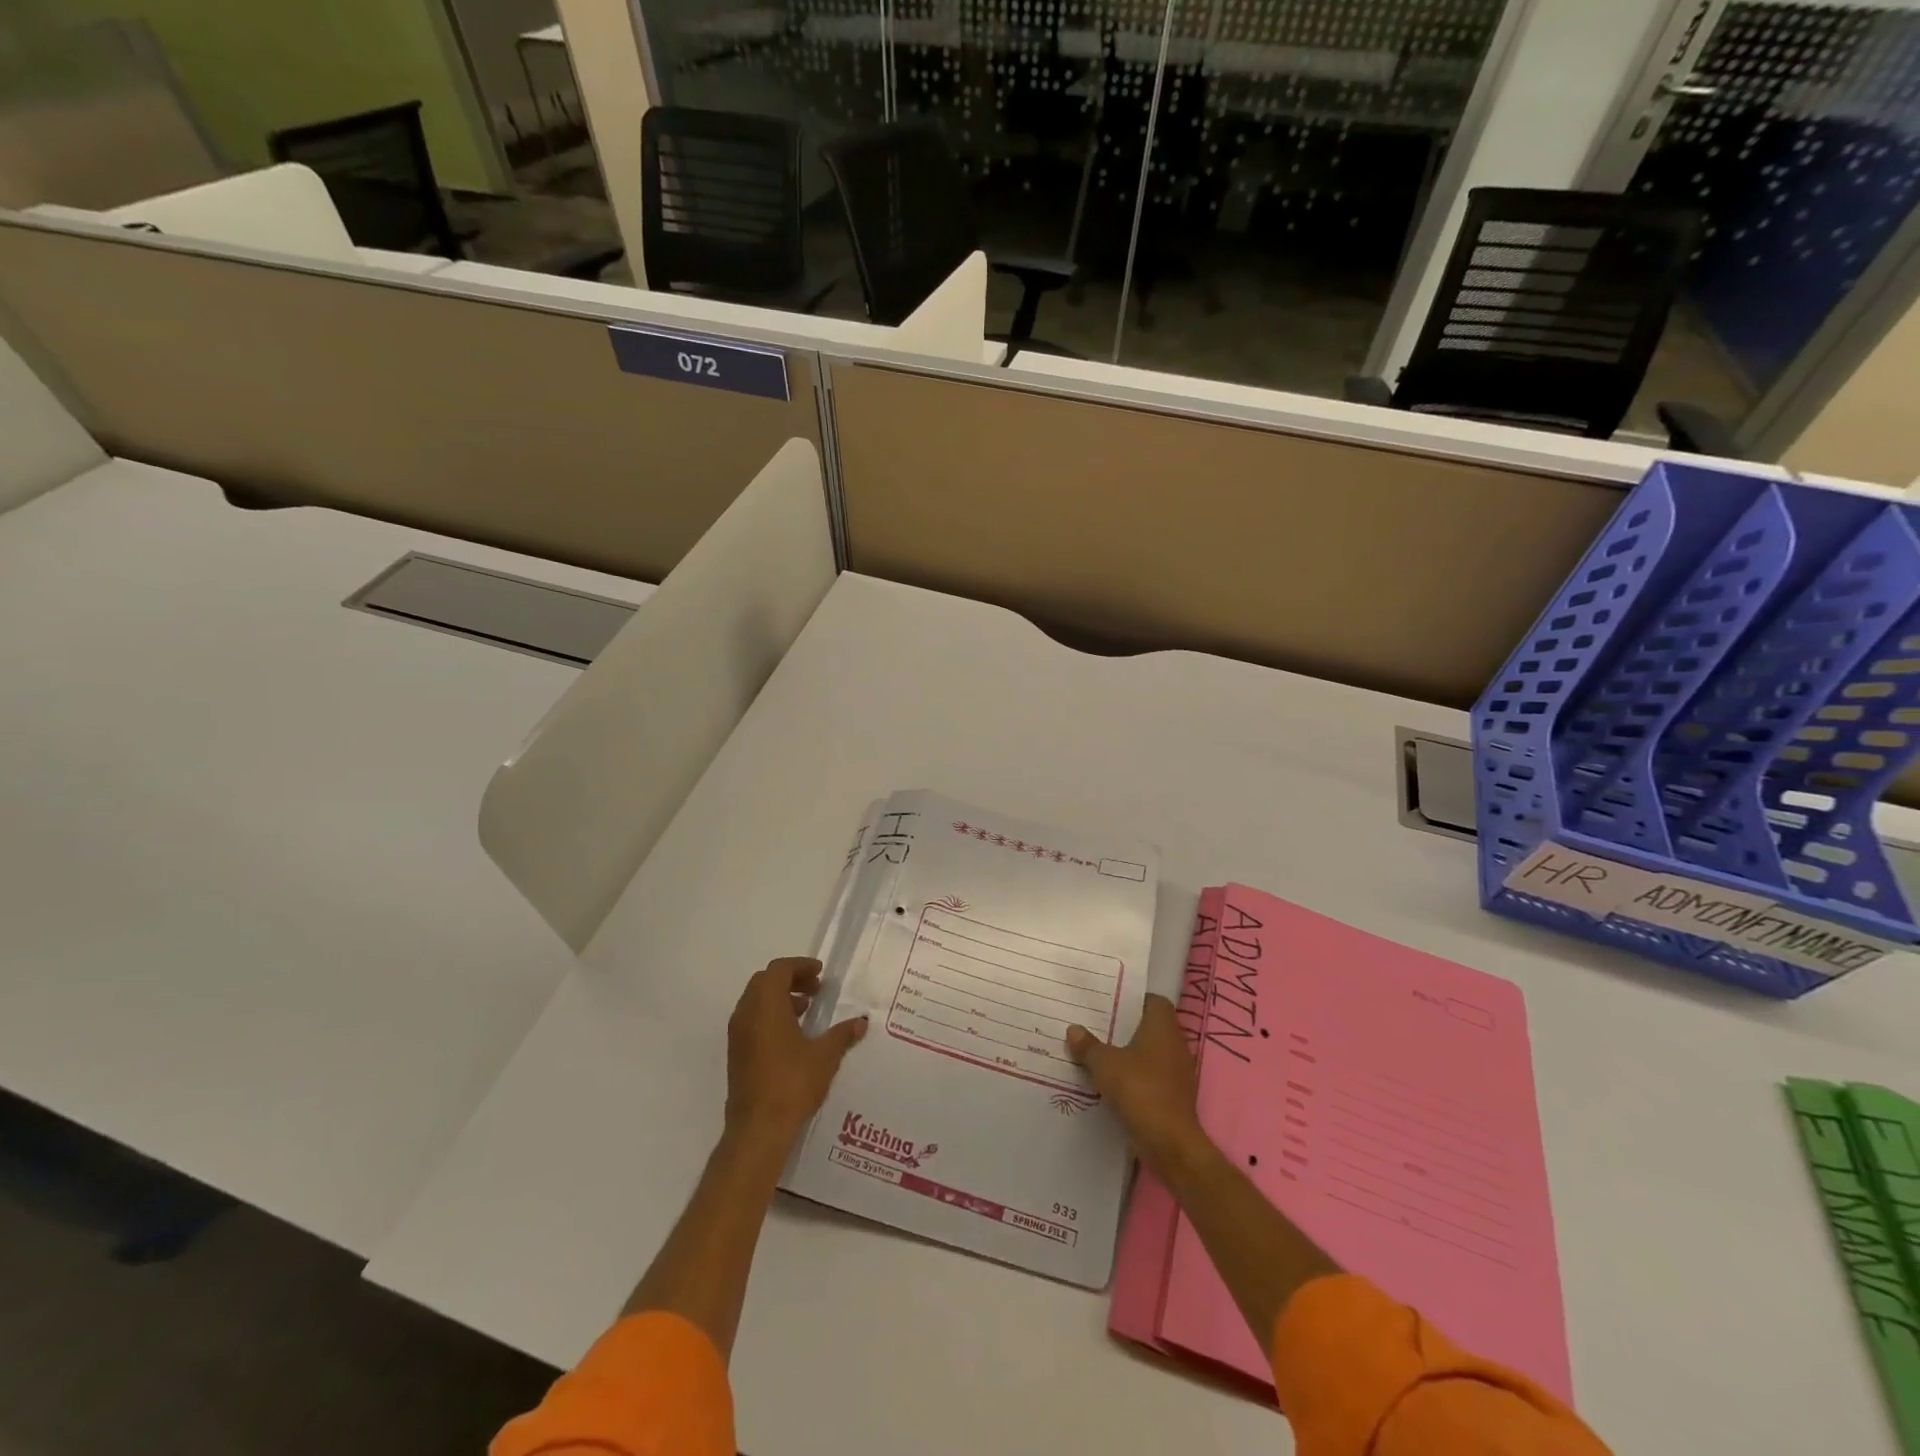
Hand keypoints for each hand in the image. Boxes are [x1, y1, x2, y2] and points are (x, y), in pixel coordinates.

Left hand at [726, 958, 866, 1144]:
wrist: (758, 1128)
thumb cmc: (792, 1083)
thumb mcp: (825, 1055)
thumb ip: (842, 1034)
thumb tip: (861, 1021)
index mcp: (766, 1005)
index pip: (779, 969)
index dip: (800, 966)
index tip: (820, 973)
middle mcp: (747, 1013)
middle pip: (765, 981)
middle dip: (790, 979)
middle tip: (815, 989)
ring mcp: (738, 1035)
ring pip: (756, 1001)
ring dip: (780, 998)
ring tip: (806, 1010)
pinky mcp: (737, 1054)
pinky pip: (752, 1020)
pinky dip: (771, 1016)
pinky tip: (793, 1035)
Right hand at [1066, 995, 1205, 1173]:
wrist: (1170, 1143)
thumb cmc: (1139, 1090)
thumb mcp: (1104, 1065)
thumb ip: (1088, 1046)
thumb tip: (1073, 1029)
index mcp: (1163, 1027)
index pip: (1154, 1001)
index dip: (1134, 1001)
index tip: (1111, 1004)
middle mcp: (1176, 1044)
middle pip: (1151, 1027)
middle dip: (1127, 1028)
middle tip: (1098, 1027)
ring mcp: (1179, 1072)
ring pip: (1152, 1053)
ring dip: (1132, 1055)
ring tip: (1102, 1055)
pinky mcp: (1176, 1096)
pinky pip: (1154, 1076)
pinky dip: (1138, 1078)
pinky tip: (1115, 1084)